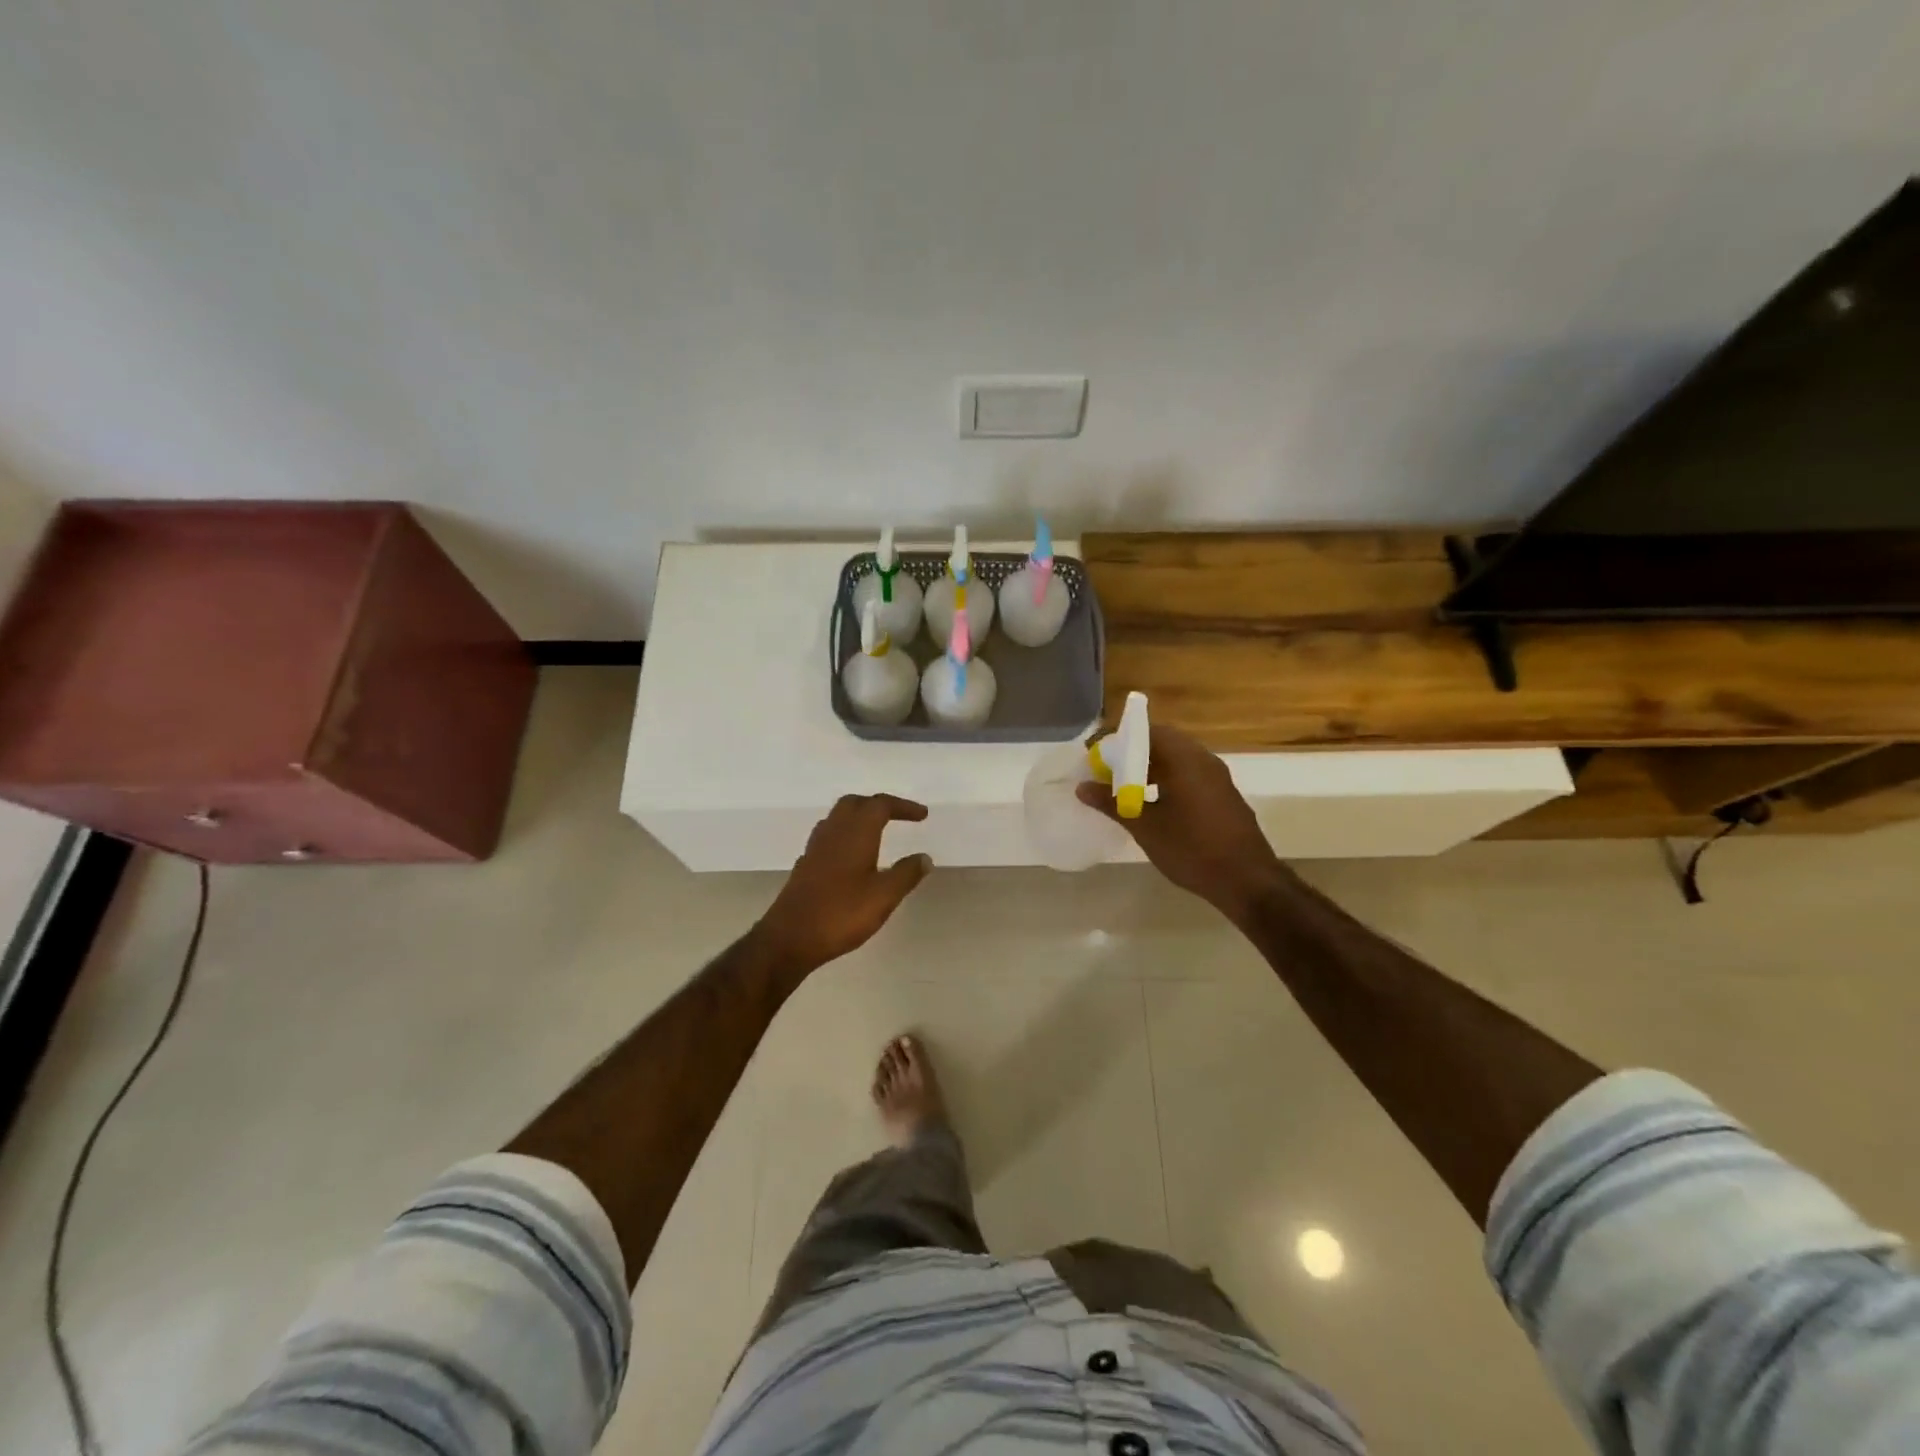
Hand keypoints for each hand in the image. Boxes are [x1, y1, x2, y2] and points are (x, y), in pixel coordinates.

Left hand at [755, 794, 933, 974]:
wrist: (789, 938)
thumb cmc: (841, 914)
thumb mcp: (883, 896)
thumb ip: (906, 874)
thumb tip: (925, 857)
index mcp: (855, 833)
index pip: (880, 805)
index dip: (903, 806)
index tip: (922, 815)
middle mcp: (833, 833)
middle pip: (854, 804)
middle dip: (877, 805)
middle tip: (897, 816)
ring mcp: (815, 848)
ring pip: (837, 818)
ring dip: (858, 818)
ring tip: (876, 832)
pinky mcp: (805, 866)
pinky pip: (827, 838)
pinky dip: (844, 837)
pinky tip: (850, 857)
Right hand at [1076, 723, 1291, 922]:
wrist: (1247, 880)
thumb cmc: (1192, 849)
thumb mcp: (1145, 827)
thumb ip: (1112, 803)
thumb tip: (1082, 787)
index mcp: (1184, 759)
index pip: (1146, 731)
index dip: (1118, 738)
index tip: (1095, 751)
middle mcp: (1203, 760)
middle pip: (1163, 741)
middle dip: (1133, 751)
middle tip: (1107, 768)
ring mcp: (1217, 778)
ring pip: (1178, 759)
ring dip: (1150, 766)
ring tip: (1124, 786)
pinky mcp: (1223, 795)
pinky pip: (1189, 774)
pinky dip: (1167, 778)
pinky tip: (1153, 802)